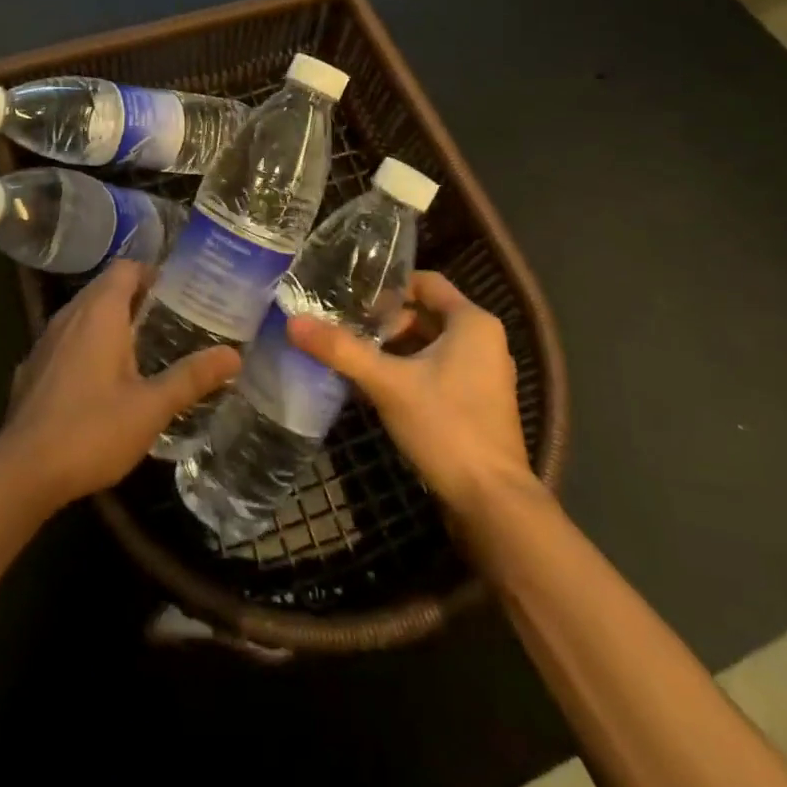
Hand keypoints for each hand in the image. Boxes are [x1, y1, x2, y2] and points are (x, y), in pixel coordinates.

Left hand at [0, 261, 239, 514]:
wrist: (22, 471)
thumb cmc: (92, 430)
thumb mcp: (151, 407)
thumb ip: (191, 378)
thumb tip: (233, 355)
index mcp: (99, 312)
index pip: (126, 268)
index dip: (152, 274)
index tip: (179, 294)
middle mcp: (69, 315)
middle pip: (105, 288)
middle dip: (137, 299)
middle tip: (171, 321)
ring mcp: (45, 341)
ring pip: (83, 314)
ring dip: (111, 322)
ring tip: (143, 349)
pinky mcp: (32, 367)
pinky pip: (66, 340)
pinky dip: (87, 345)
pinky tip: (102, 380)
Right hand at [287, 271, 535, 514]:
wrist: (493, 505)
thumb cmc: (447, 427)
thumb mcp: (387, 383)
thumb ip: (341, 349)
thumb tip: (294, 322)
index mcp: (473, 323)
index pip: (426, 282)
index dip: (388, 285)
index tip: (352, 295)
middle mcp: (484, 341)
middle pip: (425, 313)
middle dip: (385, 320)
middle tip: (344, 325)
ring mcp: (482, 375)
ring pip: (429, 344)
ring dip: (393, 347)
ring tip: (352, 352)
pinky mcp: (476, 403)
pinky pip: (436, 370)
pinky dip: (407, 370)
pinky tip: (374, 385)